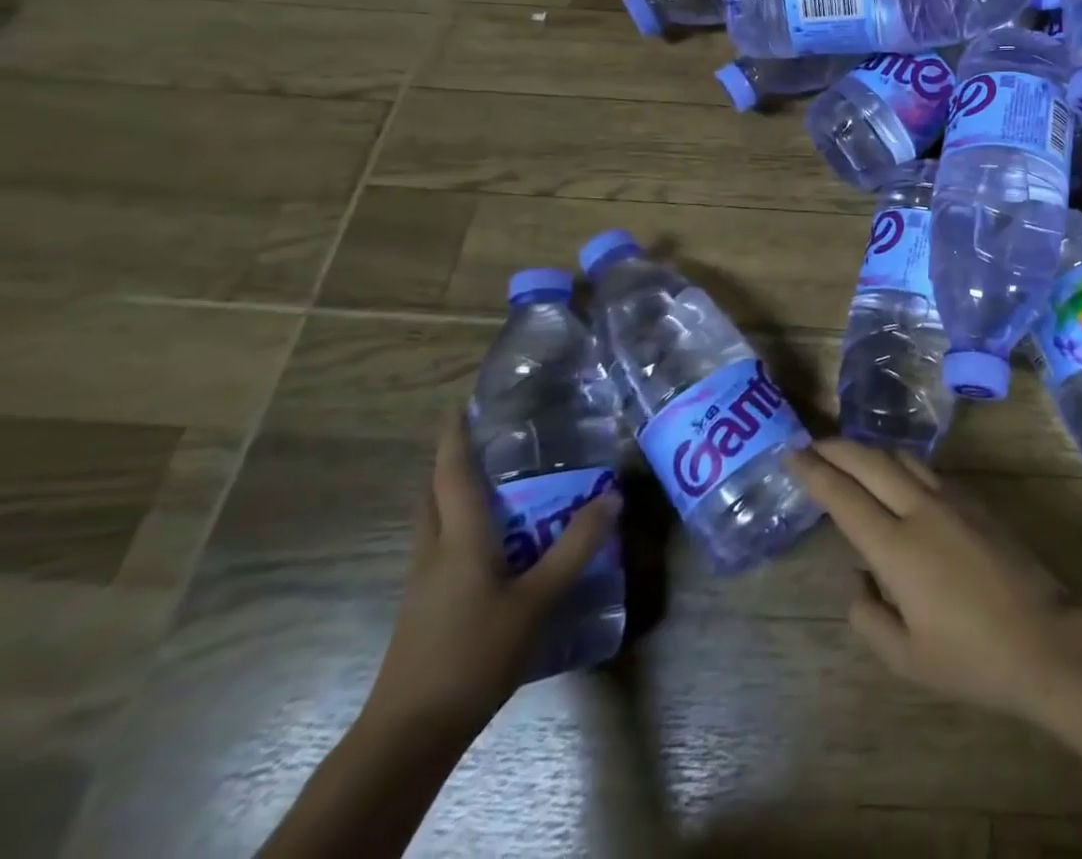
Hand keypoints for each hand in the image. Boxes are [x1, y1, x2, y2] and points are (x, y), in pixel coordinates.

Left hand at [360, 408, 620, 741]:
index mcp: (459, 540)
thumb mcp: (538, 599)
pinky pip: (441, 549)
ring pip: (434, 523)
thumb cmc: (475, 654)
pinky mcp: (424, 609)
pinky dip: (460, 528)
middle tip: (484, 439)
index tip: (460, 405)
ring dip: (453, 495)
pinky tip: (493, 543)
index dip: (455, 438)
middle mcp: (434, 553)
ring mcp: (423, 584)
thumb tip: (612, 496)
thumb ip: (576, 547)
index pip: (453, 475)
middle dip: (450, 463)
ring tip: (494, 481)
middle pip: (433, 496)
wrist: (411, 733)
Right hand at [788, 440, 1081, 721]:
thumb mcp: (906, 658)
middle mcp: (920, 509)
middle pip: (871, 462)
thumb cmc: (971, 657)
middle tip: (812, 444)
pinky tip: (897, 477)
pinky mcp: (976, 500)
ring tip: (850, 456)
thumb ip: (868, 616)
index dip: (815, 472)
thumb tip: (856, 577)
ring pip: (902, 458)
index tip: (792, 454)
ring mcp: (953, 499)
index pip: (844, 497)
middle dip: (837, 448)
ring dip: (870, 451)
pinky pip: (928, 470)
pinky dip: (900, 463)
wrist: (1044, 637)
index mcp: (897, 548)